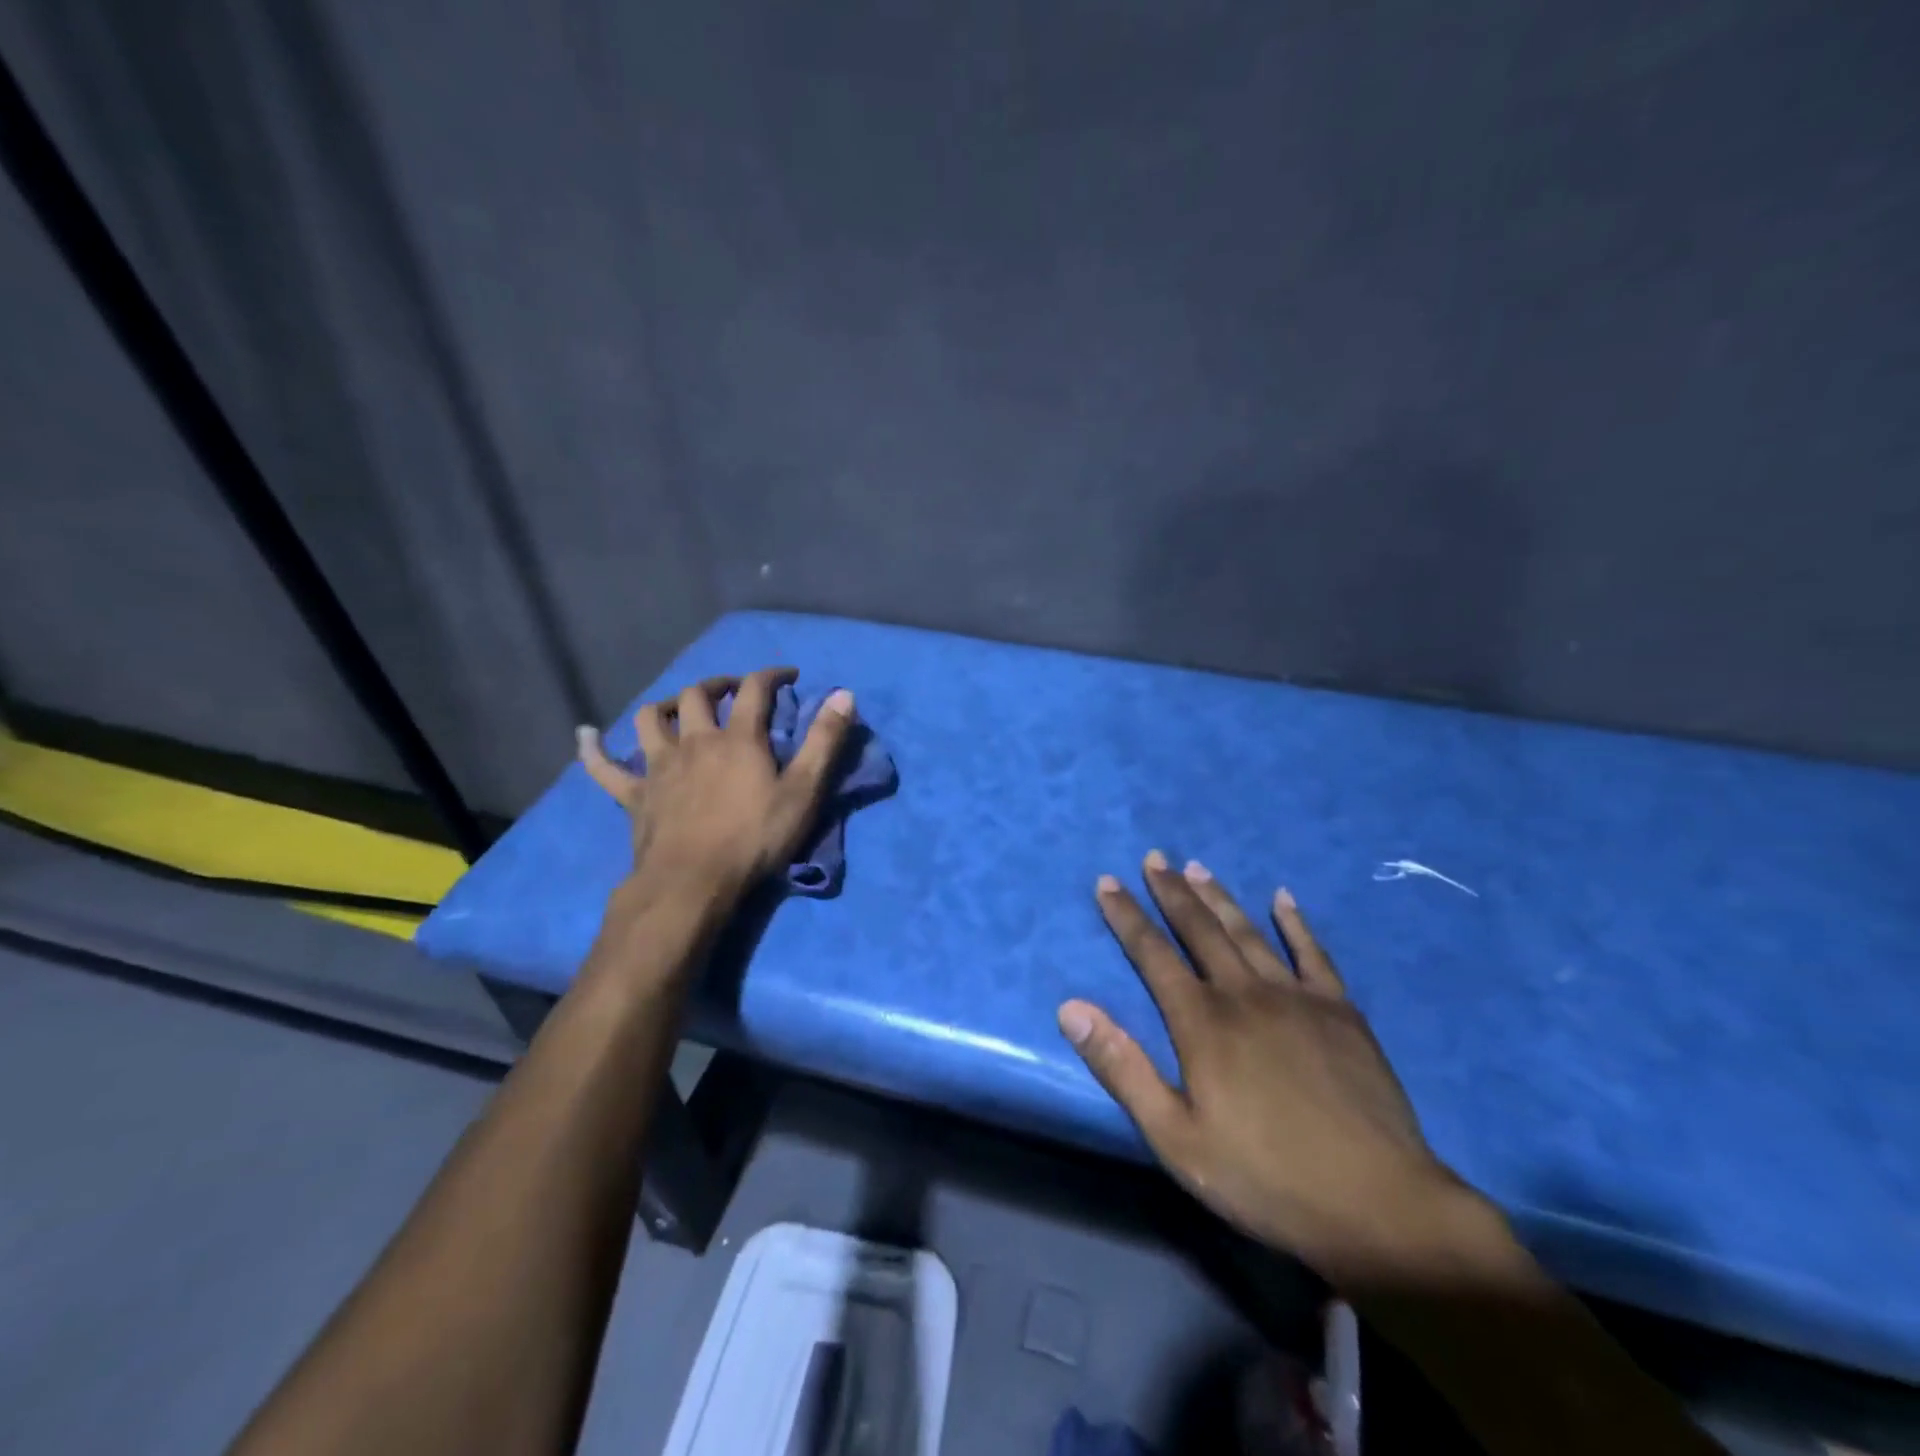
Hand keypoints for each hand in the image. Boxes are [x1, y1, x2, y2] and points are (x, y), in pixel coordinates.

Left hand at [577, 666, 854, 901]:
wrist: (693, 882)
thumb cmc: (754, 838)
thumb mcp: (804, 792)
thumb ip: (824, 742)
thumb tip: (844, 694)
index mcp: (737, 738)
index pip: (755, 689)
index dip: (772, 675)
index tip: (788, 675)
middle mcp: (695, 741)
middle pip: (698, 695)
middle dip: (717, 684)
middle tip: (732, 691)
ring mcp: (658, 766)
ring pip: (650, 719)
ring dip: (665, 706)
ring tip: (678, 709)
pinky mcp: (634, 795)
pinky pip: (603, 767)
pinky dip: (593, 748)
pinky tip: (586, 734)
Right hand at [1059, 852, 1470, 1282]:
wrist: (1379, 1207)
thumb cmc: (1265, 1178)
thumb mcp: (1176, 1137)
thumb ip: (1122, 1068)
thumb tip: (1070, 1008)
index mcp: (1202, 1022)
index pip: (1153, 954)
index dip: (1126, 916)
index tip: (1107, 882)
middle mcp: (1245, 994)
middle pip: (1200, 930)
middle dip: (1172, 892)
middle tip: (1154, 857)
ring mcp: (1297, 998)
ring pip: (1248, 933)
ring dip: (1219, 898)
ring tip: (1197, 867)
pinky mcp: (1341, 1012)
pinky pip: (1313, 953)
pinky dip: (1296, 923)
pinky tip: (1283, 898)